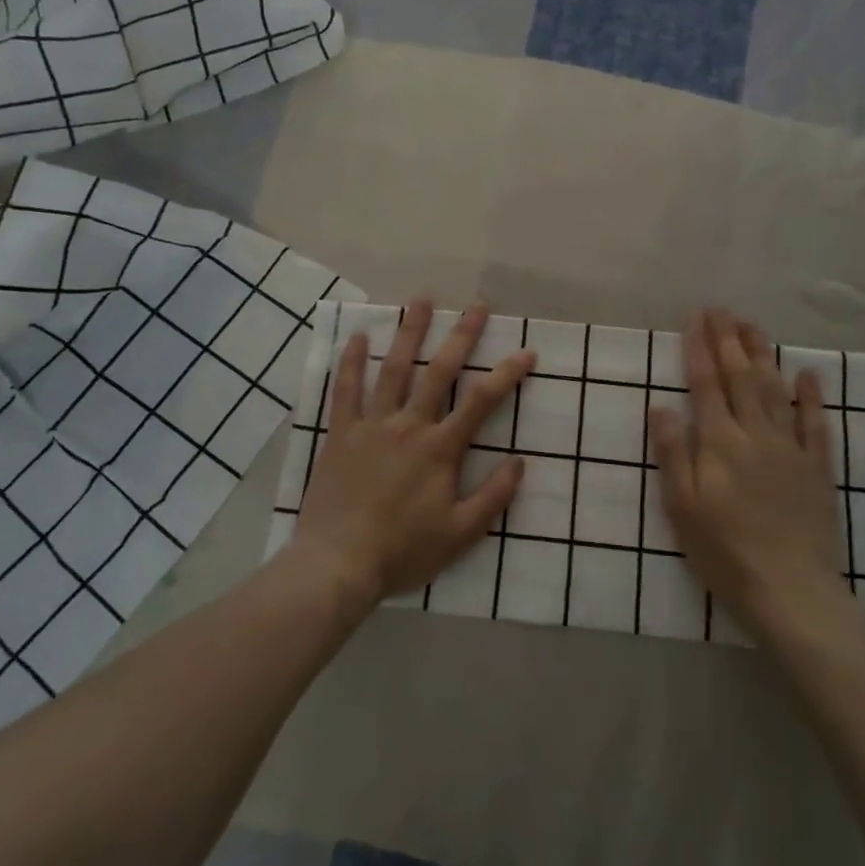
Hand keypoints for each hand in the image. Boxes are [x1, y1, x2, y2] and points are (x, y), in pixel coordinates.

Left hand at [288, 298, 536, 609]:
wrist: (337, 564)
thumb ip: (493, 496)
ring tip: (422, 301)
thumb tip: (520, 461)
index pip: (481, 402)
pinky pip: (345, 390)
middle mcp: (408, 426)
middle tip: (477, 307)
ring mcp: (371, 425)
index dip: (507, 374)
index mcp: (439, 449)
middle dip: (461, 337)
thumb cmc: (402, 552)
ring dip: (410, 333)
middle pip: (438, 372)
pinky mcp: (340, 433)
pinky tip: (358, 336)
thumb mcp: (459, 534)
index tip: (527, 352)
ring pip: (393, 370)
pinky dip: (351, 361)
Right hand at [647, 309, 845, 634]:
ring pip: (775, 391)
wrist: (790, 590)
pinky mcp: (817, 468)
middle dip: (729, 340)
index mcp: (719, 442)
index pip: (706, 384)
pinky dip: (811, 397)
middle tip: (721, 309)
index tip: (696, 317)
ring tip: (752, 327)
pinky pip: (815, 424)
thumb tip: (661, 406)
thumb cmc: (724, 551)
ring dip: (763, 355)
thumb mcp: (682, 507)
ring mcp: (791, 449)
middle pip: (741, 377)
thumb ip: (672, 453)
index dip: (699, 347)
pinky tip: (808, 375)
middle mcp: (756, 434)